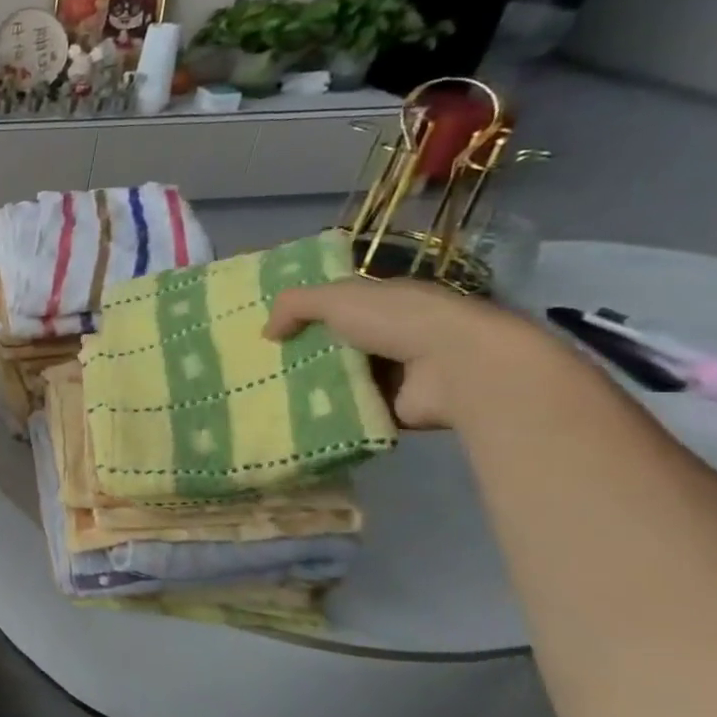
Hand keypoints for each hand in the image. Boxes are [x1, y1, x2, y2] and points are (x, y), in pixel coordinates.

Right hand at [264, 277, 556, 429]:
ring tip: (266, 397)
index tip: (268, 330)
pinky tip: (292, 418)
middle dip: (299, 354)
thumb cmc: (400, 321)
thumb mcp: (337, 298)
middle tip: (257, 368)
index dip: (303, 314)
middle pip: (333, 344)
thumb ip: (294, 305)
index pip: (336, 304)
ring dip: (310, 387)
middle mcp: (392, 334)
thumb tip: (267, 332)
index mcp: (385, 301)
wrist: (459, 368)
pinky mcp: (393, 408)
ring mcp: (395, 373)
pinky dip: (326, 414)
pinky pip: (349, 410)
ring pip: (338, 378)